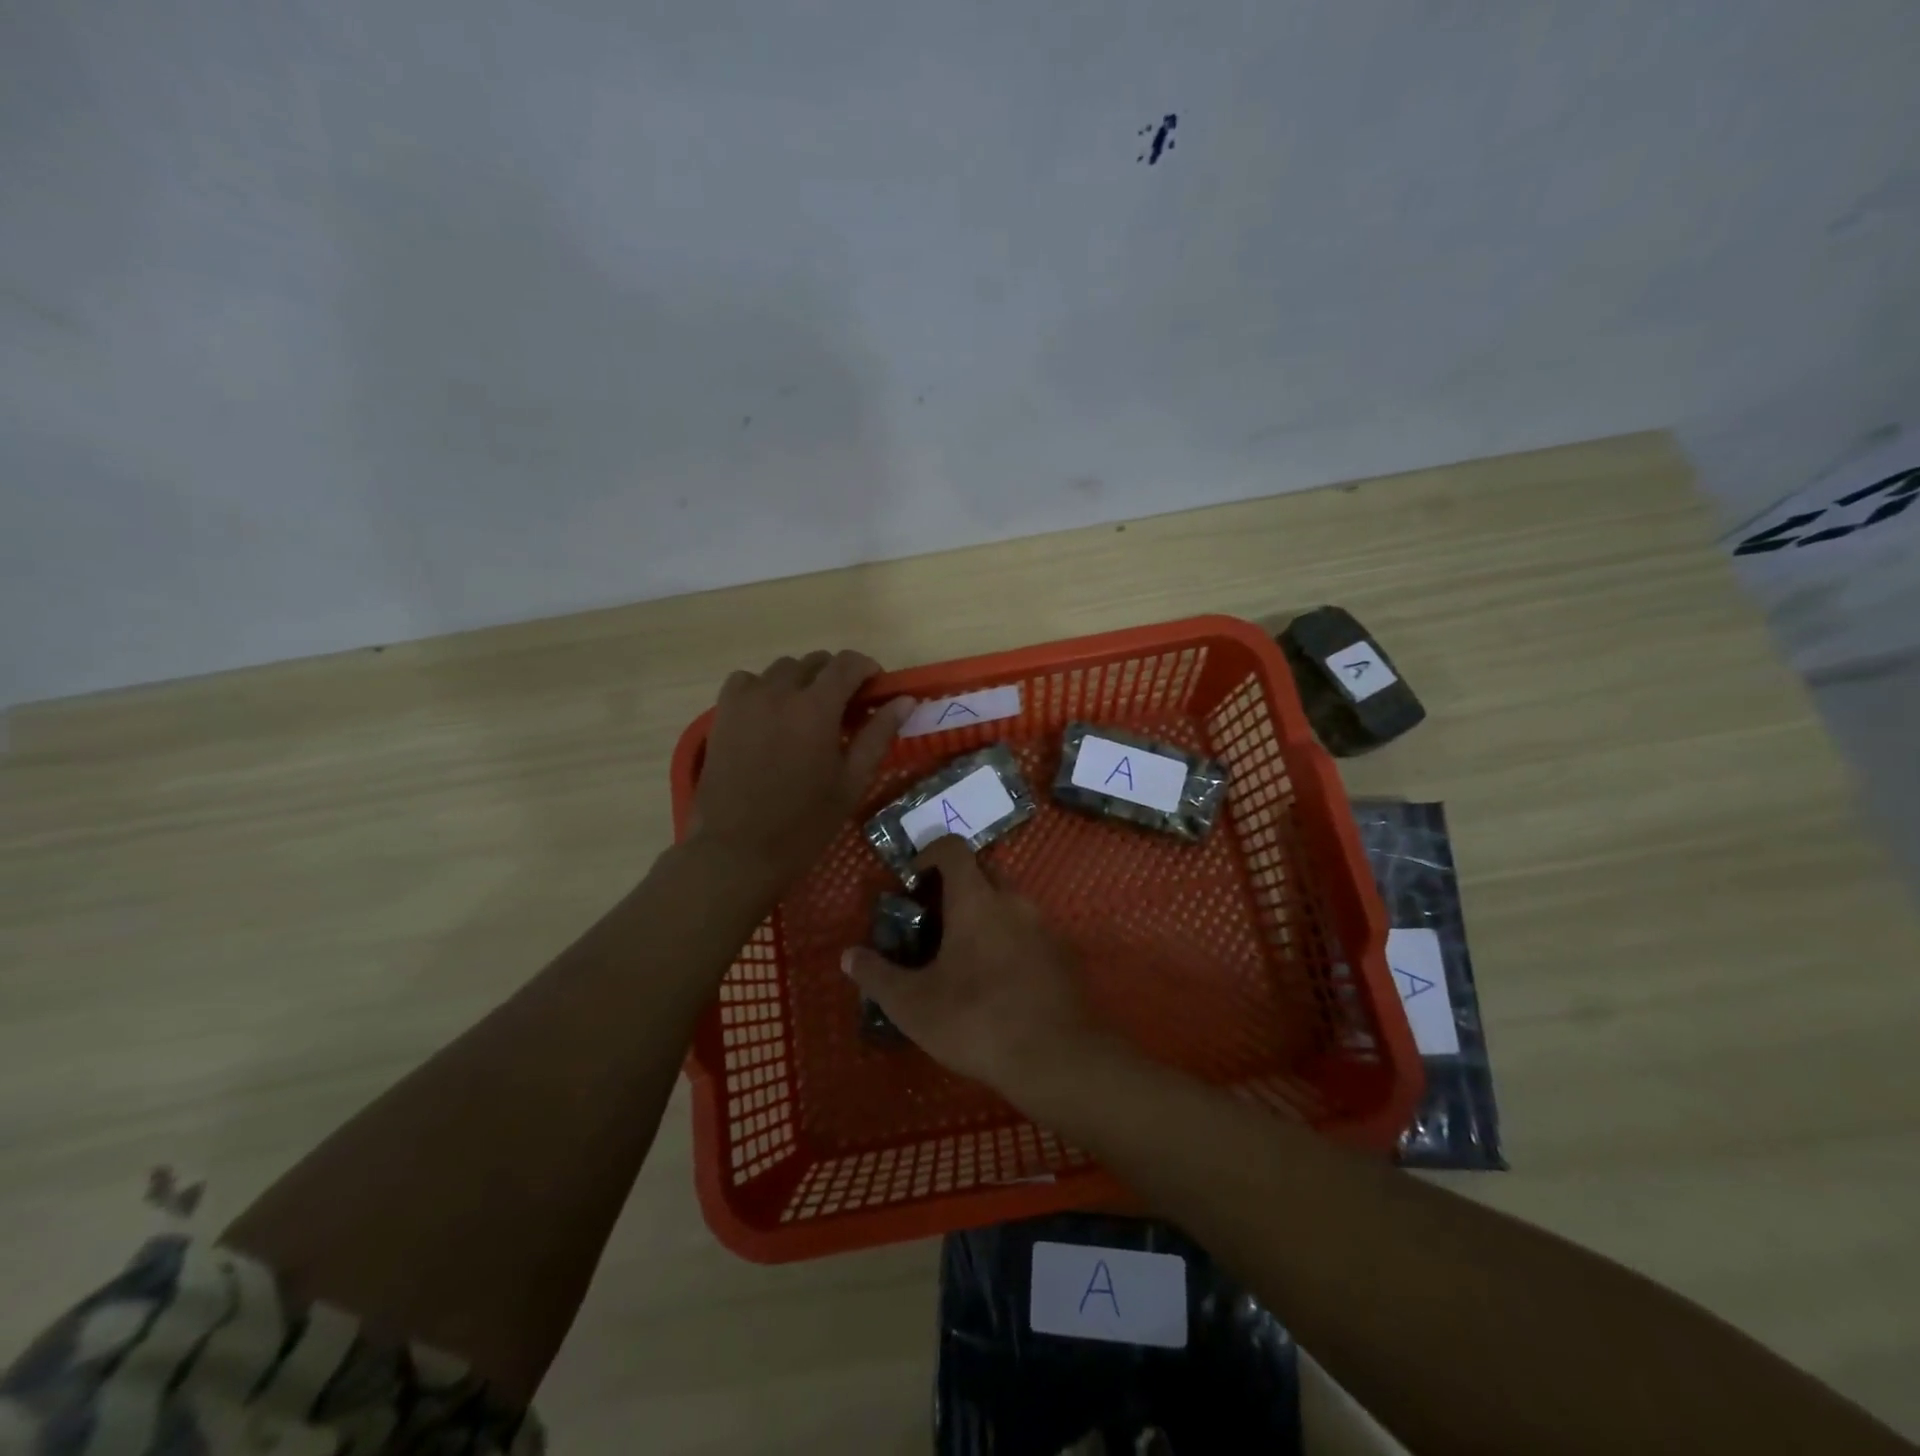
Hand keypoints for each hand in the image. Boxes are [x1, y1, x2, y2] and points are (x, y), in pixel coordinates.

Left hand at [692, 651, 911, 895]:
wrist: (736, 850)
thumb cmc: (804, 823)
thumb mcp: (851, 782)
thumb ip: (878, 735)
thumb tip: (905, 701)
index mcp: (817, 707)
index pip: (847, 663)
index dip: (867, 668)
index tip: (875, 689)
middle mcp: (780, 692)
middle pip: (815, 662)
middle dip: (835, 676)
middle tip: (844, 710)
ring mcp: (746, 700)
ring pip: (781, 669)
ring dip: (801, 681)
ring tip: (806, 714)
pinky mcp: (722, 713)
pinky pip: (747, 681)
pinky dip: (764, 688)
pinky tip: (769, 716)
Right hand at [842, 838, 1097, 1095]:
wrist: (1056, 1058)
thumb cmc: (975, 1020)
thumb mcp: (912, 1004)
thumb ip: (877, 975)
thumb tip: (848, 956)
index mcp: (976, 899)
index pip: (953, 848)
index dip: (929, 853)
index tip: (912, 881)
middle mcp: (1013, 902)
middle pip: (983, 873)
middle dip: (955, 887)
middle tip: (932, 922)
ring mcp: (1043, 927)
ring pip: (1007, 904)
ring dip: (982, 916)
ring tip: (959, 957)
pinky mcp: (1061, 956)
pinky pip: (1027, 933)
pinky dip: (1006, 942)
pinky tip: (993, 983)